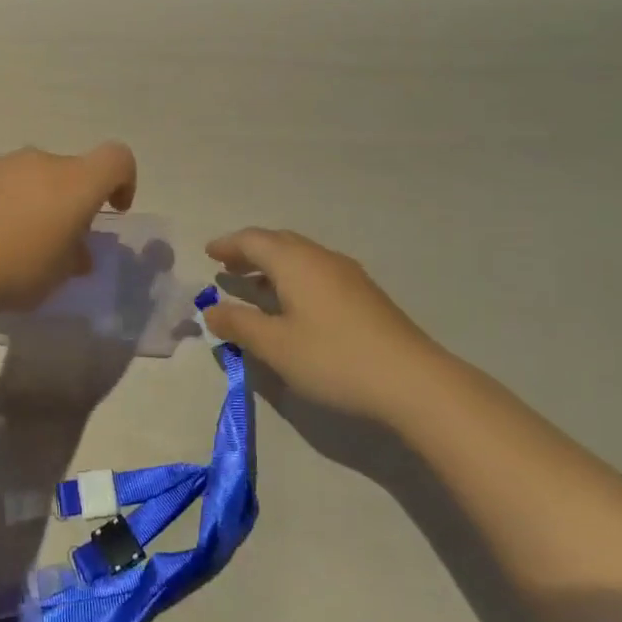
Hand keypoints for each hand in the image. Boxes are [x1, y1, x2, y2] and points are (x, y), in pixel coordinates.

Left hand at [0, 144, 137, 311]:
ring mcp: (3, 164)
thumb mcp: (58, 275)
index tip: (113, 210)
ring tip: (19, 242)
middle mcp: (42, 161)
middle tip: (60, 241)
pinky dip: (6, 202)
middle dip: (73, 200)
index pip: (117, 158)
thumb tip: (76, 252)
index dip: (124, 181)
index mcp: (76, 181)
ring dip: (37, 200)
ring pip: (34, 176)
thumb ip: (75, 257)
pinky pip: (3, 183)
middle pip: (71, 170)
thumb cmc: (17, 268)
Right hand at [204, 228, 444, 418]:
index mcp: (295, 262)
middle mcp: (320, 258)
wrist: (412, 381)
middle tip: (228, 267)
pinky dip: (294, 277)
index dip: (228, 245)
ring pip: (301, 257)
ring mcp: (347, 274)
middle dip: (249, 252)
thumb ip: (239, 325)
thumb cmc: (333, 359)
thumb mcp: (276, 346)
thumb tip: (211, 310)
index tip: (208, 253)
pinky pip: (317, 271)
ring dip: (273, 265)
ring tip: (256, 286)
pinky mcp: (365, 294)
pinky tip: (294, 305)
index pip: (253, 240)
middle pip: (278, 242)